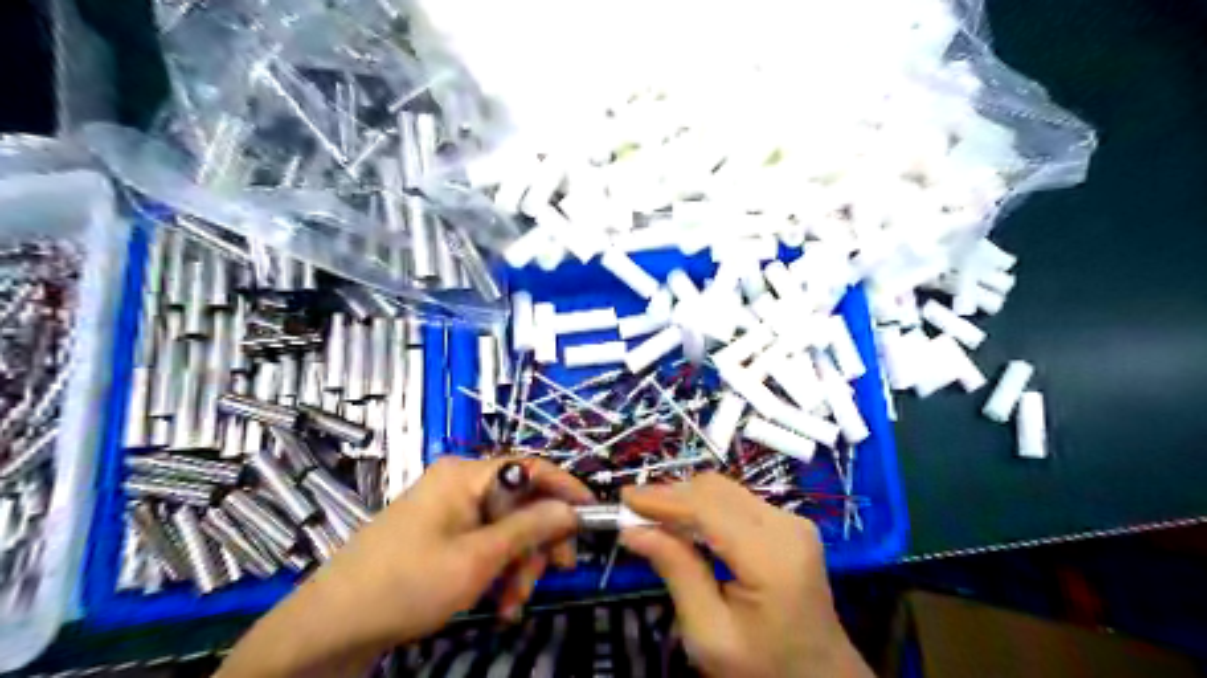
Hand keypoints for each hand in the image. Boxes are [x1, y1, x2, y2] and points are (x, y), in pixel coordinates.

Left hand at [310, 456, 591, 640]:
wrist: (332, 626)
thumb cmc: (409, 583)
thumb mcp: (479, 558)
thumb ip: (530, 528)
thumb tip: (570, 509)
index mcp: (466, 475)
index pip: (530, 467)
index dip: (565, 487)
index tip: (592, 513)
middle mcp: (460, 483)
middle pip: (520, 502)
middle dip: (537, 542)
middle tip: (551, 574)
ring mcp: (448, 510)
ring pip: (505, 528)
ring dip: (518, 565)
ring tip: (513, 604)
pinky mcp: (440, 534)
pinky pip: (483, 542)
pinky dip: (497, 570)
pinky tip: (498, 603)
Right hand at [621, 472, 867, 677]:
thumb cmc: (763, 667)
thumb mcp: (710, 634)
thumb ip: (676, 572)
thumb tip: (633, 531)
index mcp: (772, 558)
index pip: (708, 508)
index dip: (663, 498)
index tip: (624, 498)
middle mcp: (787, 526)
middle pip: (716, 490)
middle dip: (671, 495)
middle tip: (633, 513)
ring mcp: (792, 521)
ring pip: (725, 489)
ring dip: (686, 498)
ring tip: (653, 517)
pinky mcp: (789, 523)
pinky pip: (737, 501)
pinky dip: (705, 507)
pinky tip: (685, 524)